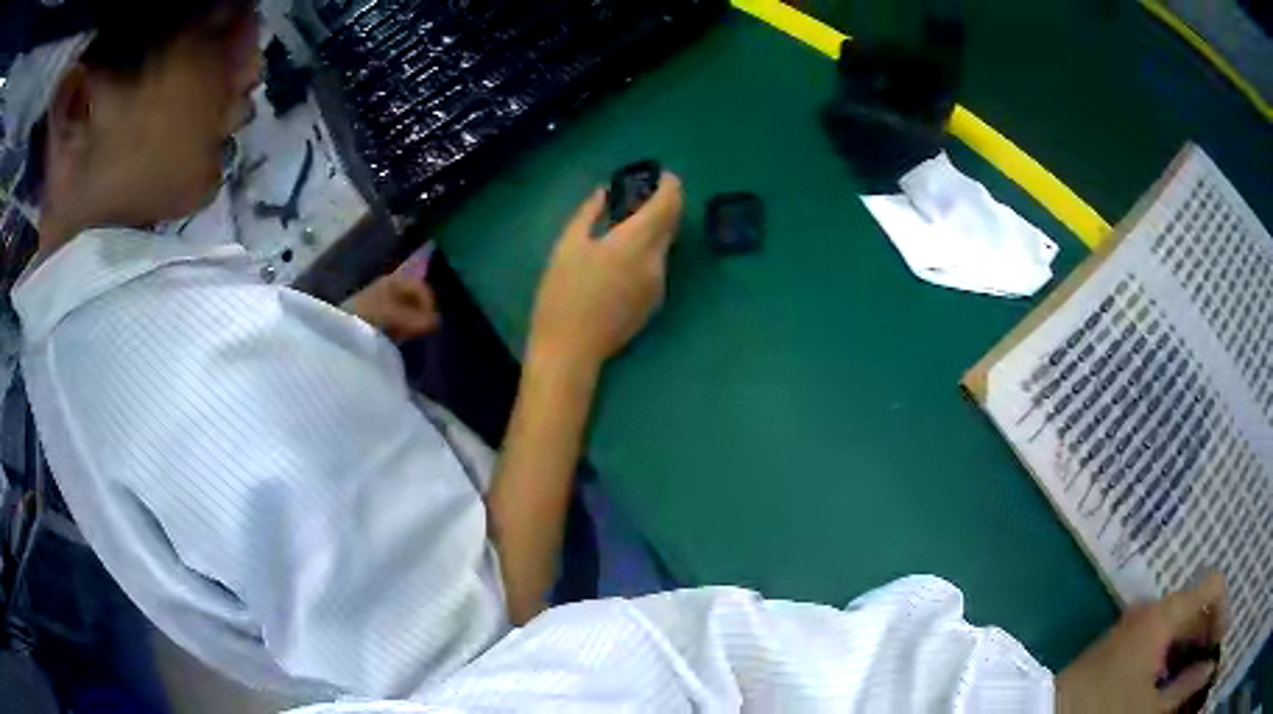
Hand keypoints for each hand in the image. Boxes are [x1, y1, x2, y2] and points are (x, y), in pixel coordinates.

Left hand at [347, 272, 440, 341]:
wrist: (339, 329)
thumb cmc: (367, 316)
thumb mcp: (394, 315)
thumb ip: (416, 319)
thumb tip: (437, 323)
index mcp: (394, 281)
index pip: (421, 287)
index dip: (429, 303)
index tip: (430, 323)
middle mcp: (390, 288)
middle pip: (415, 299)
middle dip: (421, 314)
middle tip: (420, 331)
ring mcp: (382, 302)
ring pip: (407, 310)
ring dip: (411, 323)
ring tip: (408, 336)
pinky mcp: (377, 317)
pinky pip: (397, 320)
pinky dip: (401, 328)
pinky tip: (397, 338)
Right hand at [529, 173, 683, 366]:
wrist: (571, 350)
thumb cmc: (562, 295)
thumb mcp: (567, 246)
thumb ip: (589, 213)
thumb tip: (604, 192)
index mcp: (636, 242)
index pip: (668, 204)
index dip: (670, 186)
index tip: (662, 175)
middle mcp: (656, 261)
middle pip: (672, 223)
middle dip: (665, 204)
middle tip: (643, 194)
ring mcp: (659, 284)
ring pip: (665, 245)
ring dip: (656, 228)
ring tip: (628, 222)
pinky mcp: (654, 303)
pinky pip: (658, 265)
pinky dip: (649, 250)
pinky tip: (624, 254)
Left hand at [1056, 572, 1226, 713]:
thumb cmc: (1103, 710)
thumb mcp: (1149, 709)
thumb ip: (1184, 689)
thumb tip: (1208, 669)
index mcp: (1164, 613)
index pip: (1212, 587)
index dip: (1223, 611)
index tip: (1219, 642)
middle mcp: (1152, 609)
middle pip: (1196, 607)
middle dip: (1207, 634)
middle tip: (1206, 662)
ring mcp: (1134, 625)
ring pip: (1177, 626)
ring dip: (1190, 648)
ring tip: (1191, 675)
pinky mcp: (1120, 644)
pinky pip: (1158, 640)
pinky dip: (1171, 656)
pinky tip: (1168, 681)